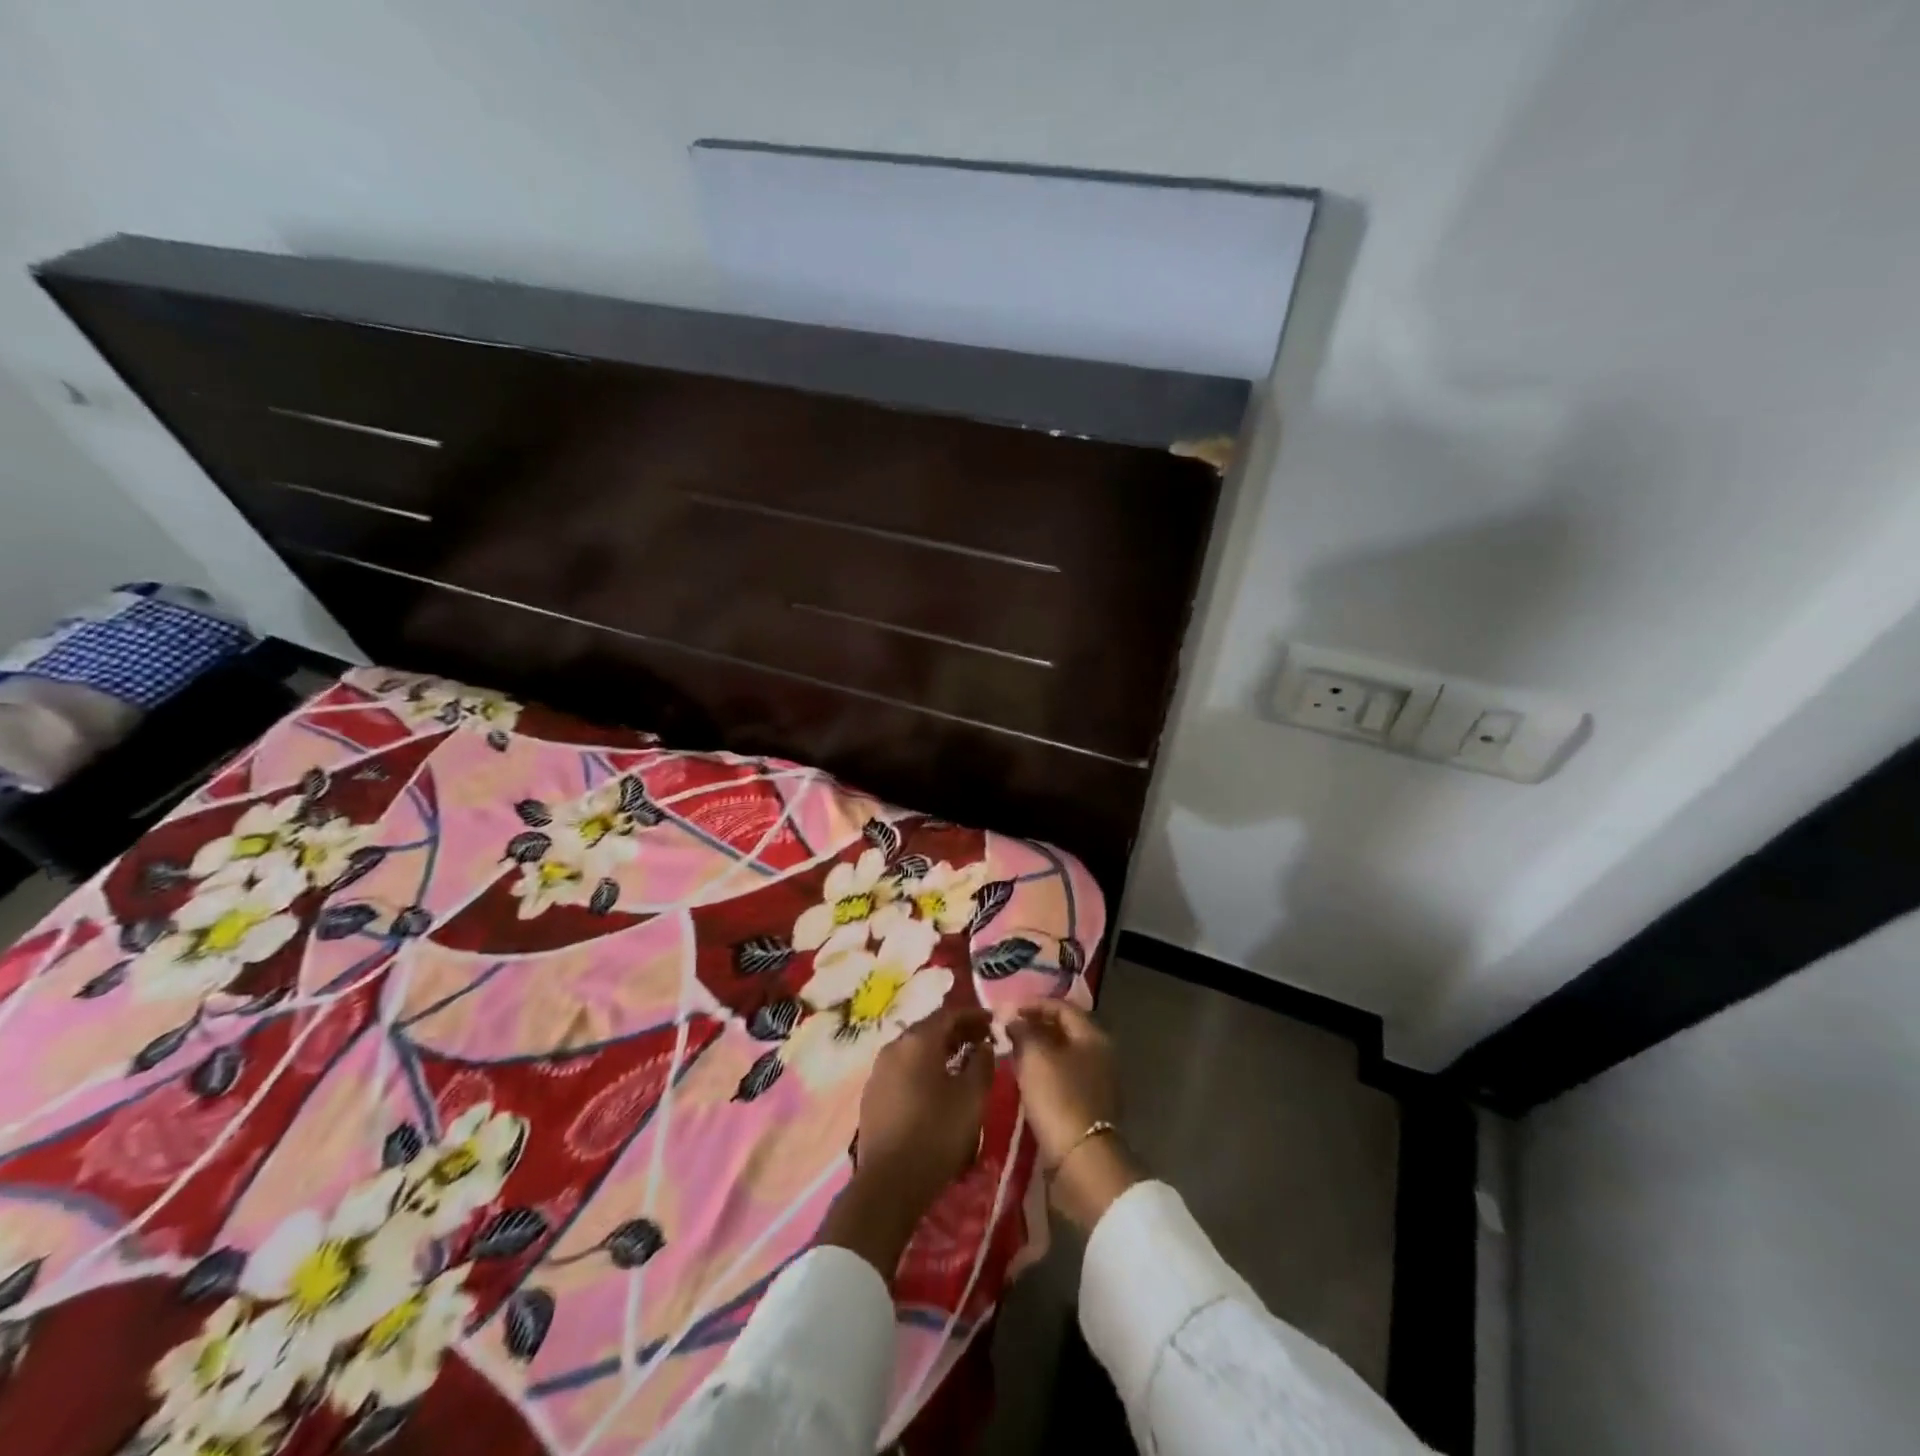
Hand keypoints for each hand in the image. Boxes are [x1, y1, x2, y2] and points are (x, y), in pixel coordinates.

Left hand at [819, 1006, 993, 1277]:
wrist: (889, 1183)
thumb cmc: (936, 1133)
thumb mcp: (971, 1098)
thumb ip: (982, 1064)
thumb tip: (984, 1046)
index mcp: (917, 1041)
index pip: (949, 1014)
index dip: (973, 1015)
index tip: (993, 1021)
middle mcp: (894, 1047)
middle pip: (930, 1029)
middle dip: (957, 1031)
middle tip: (982, 1039)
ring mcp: (879, 1070)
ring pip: (915, 1049)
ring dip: (940, 1050)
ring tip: (963, 1061)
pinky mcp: (872, 1094)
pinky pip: (903, 1068)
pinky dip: (923, 1067)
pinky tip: (936, 1084)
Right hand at [1005, 1002, 1140, 1230]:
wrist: (1081, 1159)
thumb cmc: (1058, 1098)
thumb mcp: (1035, 1057)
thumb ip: (1023, 1031)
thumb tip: (1013, 1018)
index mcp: (1093, 1036)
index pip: (1062, 1007)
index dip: (1034, 1004)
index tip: (1008, 1009)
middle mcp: (1100, 1054)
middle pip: (1064, 1030)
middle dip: (1035, 1026)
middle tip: (1007, 1029)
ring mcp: (1097, 1082)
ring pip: (1062, 1054)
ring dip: (1038, 1049)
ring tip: (1010, 1051)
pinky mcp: (1088, 1106)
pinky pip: (1062, 1076)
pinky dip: (1043, 1071)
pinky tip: (1024, 1077)